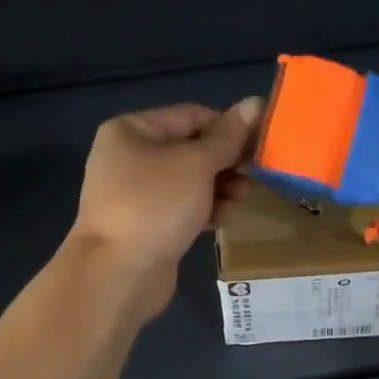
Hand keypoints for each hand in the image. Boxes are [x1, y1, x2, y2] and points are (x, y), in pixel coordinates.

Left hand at [68, 98, 261, 309]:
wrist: (117, 275)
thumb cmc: (155, 205)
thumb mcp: (197, 164)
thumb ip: (228, 136)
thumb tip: (255, 102)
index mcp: (131, 130)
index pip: (191, 115)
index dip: (228, 126)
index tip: (261, 142)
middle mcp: (129, 156)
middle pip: (191, 148)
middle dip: (226, 161)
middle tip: (257, 172)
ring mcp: (135, 192)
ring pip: (190, 179)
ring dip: (220, 186)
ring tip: (244, 197)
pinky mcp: (146, 223)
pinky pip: (182, 206)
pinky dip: (205, 208)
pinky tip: (226, 218)